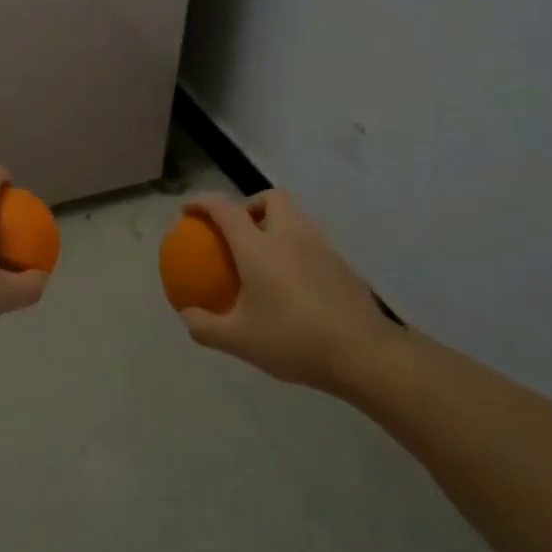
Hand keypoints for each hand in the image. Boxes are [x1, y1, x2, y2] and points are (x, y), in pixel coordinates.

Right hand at [178, 190, 398, 392]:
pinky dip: (295, 249)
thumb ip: (206, 327)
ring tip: (264, 258)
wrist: (364, 353)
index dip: (201, 202)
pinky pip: (311, 243)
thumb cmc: (294, 340)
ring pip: (295, 218)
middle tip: (238, 232)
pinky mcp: (342, 264)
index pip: (225, 208)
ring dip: (275, 226)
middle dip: (250, 205)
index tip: (187, 211)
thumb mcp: (239, 341)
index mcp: (258, 246)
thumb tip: (187, 314)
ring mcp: (321, 246)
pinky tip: (292, 283)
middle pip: (271, 198)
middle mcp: (290, 235)